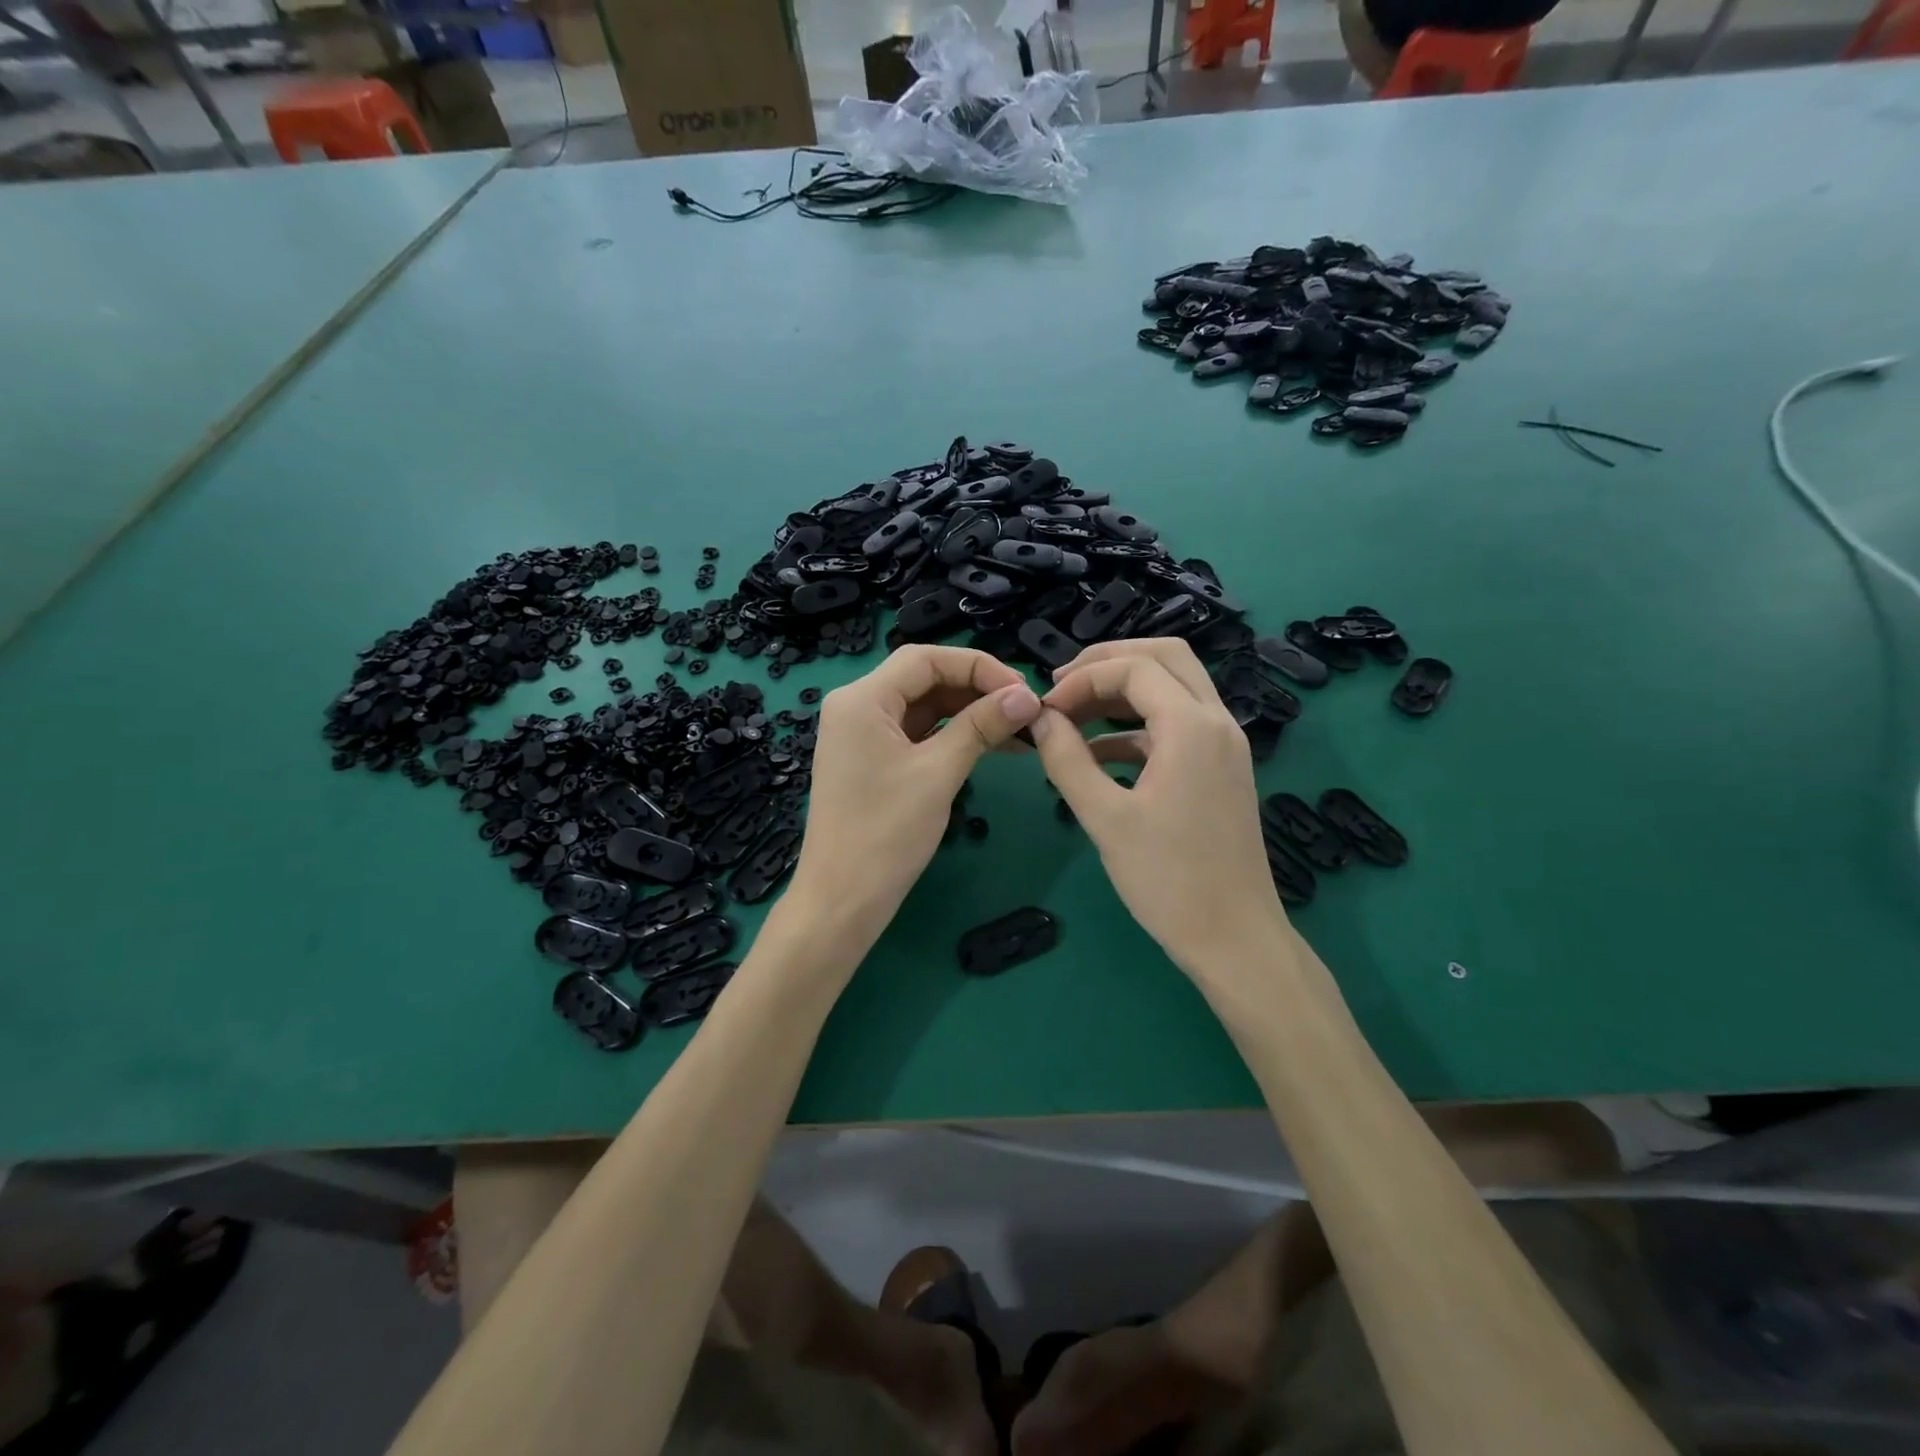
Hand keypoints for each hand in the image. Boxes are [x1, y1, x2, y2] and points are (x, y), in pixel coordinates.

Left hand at [787, 645, 1041, 954]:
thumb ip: (981, 726)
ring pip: (925, 707)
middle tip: (1026, 709)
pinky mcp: (873, 760)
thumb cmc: (885, 834)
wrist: (842, 901)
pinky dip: (954, 736)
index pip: (926, 659)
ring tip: (1020, 729)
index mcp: (862, 699)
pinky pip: (919, 734)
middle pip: (925, 679)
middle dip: (977, 689)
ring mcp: (863, 734)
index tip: (1022, 690)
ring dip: (970, 713)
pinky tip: (994, 745)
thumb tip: (1026, 696)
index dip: (978, 666)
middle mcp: (857, 706)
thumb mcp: (938, 773)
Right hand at [1030, 638, 1286, 975]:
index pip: (1133, 668)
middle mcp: (1217, 721)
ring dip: (1124, 691)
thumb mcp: (1105, 818)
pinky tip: (1099, 755)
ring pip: (1174, 687)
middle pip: (1165, 657)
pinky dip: (1137, 726)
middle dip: (1109, 662)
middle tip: (1063, 685)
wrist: (1235, 938)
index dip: (1082, 679)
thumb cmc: (1168, 880)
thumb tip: (1038, 718)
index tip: (1045, 710)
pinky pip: (1178, 725)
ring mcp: (1225, 744)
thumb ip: (1066, 759)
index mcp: (1192, 726)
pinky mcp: (1222, 768)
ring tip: (1072, 715)